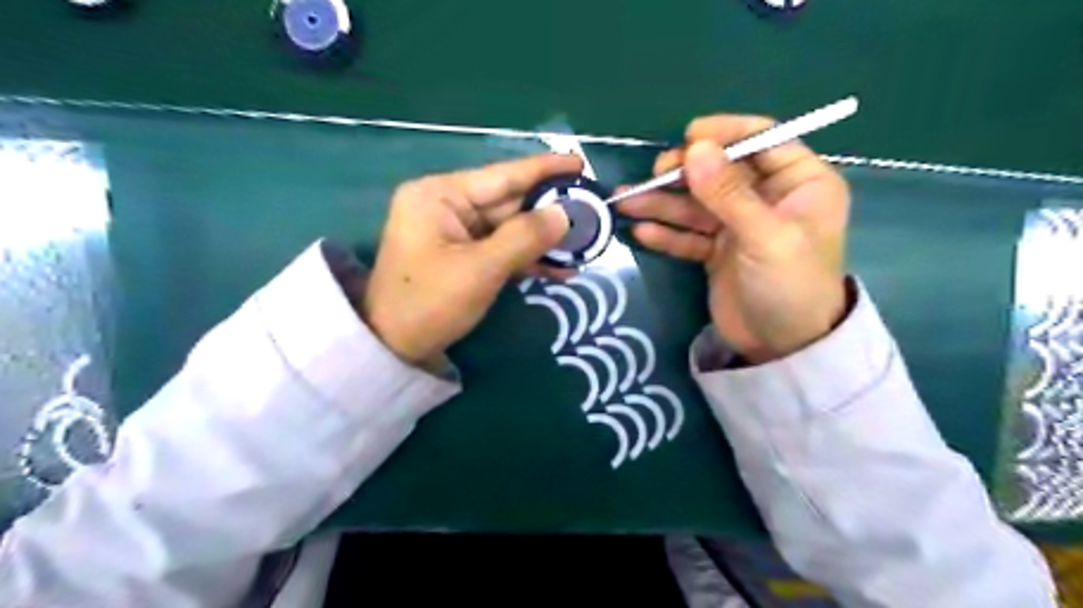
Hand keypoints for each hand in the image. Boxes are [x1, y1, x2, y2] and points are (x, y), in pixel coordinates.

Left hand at [360, 154, 584, 366]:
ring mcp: (454, 231)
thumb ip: (524, 237)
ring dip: (543, 239)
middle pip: (508, 202)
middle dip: (549, 211)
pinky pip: (500, 248)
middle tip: (592, 212)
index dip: (544, 169)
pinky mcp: (462, 255)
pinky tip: (559, 267)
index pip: (502, 175)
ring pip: (509, 228)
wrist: (393, 348)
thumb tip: (565, 214)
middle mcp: (446, 205)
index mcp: (440, 195)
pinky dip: (527, 257)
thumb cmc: (429, 303)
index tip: (580, 163)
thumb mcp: (480, 270)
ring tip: (584, 244)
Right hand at [618, 113, 854, 359]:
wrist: (783, 349)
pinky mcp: (717, 252)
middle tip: (654, 177)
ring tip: (626, 203)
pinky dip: (667, 234)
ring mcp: (739, 226)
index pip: (763, 141)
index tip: (689, 139)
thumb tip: (695, 149)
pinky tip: (641, 232)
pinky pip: (689, 235)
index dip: (725, 135)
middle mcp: (768, 198)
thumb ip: (728, 193)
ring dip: (663, 204)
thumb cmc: (790, 286)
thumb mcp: (765, 236)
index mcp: (799, 183)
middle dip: (685, 173)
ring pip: (698, 204)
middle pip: (721, 172)